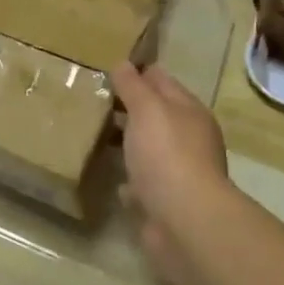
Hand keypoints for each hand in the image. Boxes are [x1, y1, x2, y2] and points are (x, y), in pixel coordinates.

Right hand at [112, 62, 232, 281]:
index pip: (162, 81)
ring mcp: (179, 172)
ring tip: (95, 136)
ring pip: (148, 149)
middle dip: (129, 109)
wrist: (184, 220)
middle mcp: (189, 139)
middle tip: (94, 100)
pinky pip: (144, 183)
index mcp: (189, 112)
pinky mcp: (166, 202)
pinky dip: (130, 180)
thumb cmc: (166, 154)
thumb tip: (123, 63)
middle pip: (155, 116)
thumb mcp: (147, 109)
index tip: (108, 69)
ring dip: (128, 144)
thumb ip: (133, 86)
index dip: (138, 73)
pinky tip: (113, 179)